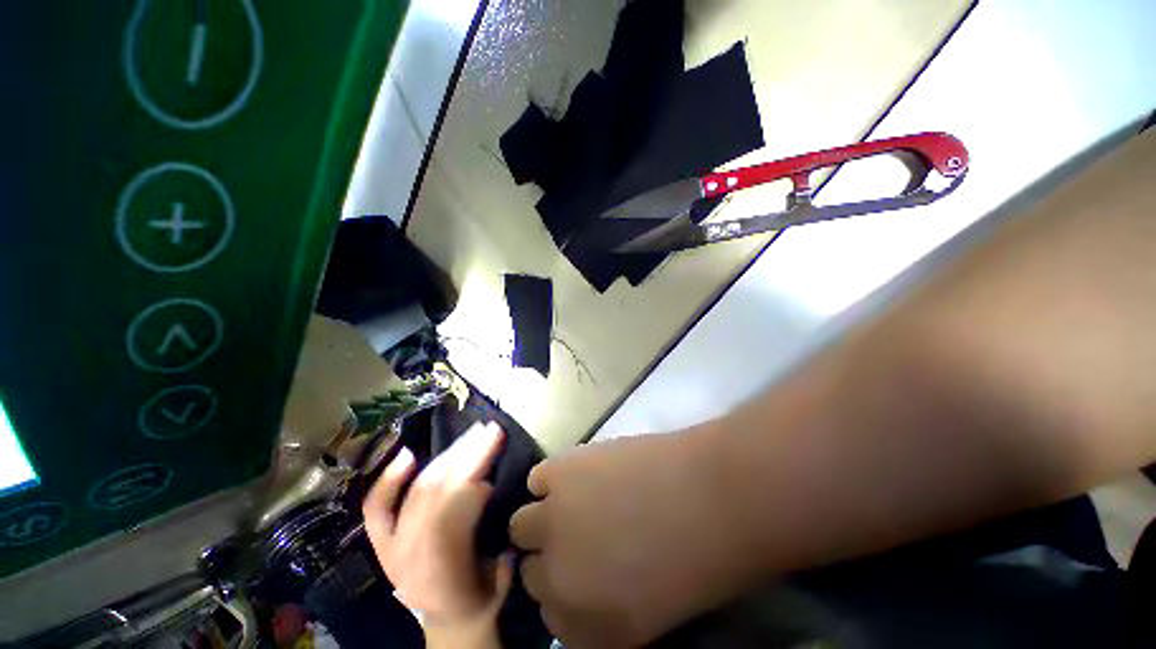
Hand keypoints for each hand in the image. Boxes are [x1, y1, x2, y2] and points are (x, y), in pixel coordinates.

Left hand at [363, 421, 512, 631]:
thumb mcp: (497, 582)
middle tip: (490, 431)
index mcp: (440, 576)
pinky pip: (377, 507)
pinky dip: (390, 480)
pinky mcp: (381, 542)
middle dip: (466, 458)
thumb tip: (487, 489)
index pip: (449, 521)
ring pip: (418, 491)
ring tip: (472, 432)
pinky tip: (408, 455)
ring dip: (448, 456)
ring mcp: (389, 548)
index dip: (470, 489)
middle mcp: (408, 559)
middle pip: (435, 496)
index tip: (494, 465)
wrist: (447, 622)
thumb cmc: (478, 601)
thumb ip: (491, 533)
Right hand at [510, 428, 751, 647]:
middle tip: (576, 532)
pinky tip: (576, 475)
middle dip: (551, 555)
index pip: (550, 617)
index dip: (563, 590)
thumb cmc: (698, 560)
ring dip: (544, 515)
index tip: (578, 570)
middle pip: (531, 571)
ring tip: (574, 500)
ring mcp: (553, 523)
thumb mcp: (651, 613)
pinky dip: (551, 479)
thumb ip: (606, 610)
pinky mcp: (560, 473)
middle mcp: (556, 580)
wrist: (712, 497)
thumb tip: (583, 586)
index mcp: (584, 626)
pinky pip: (537, 479)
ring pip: (522, 523)